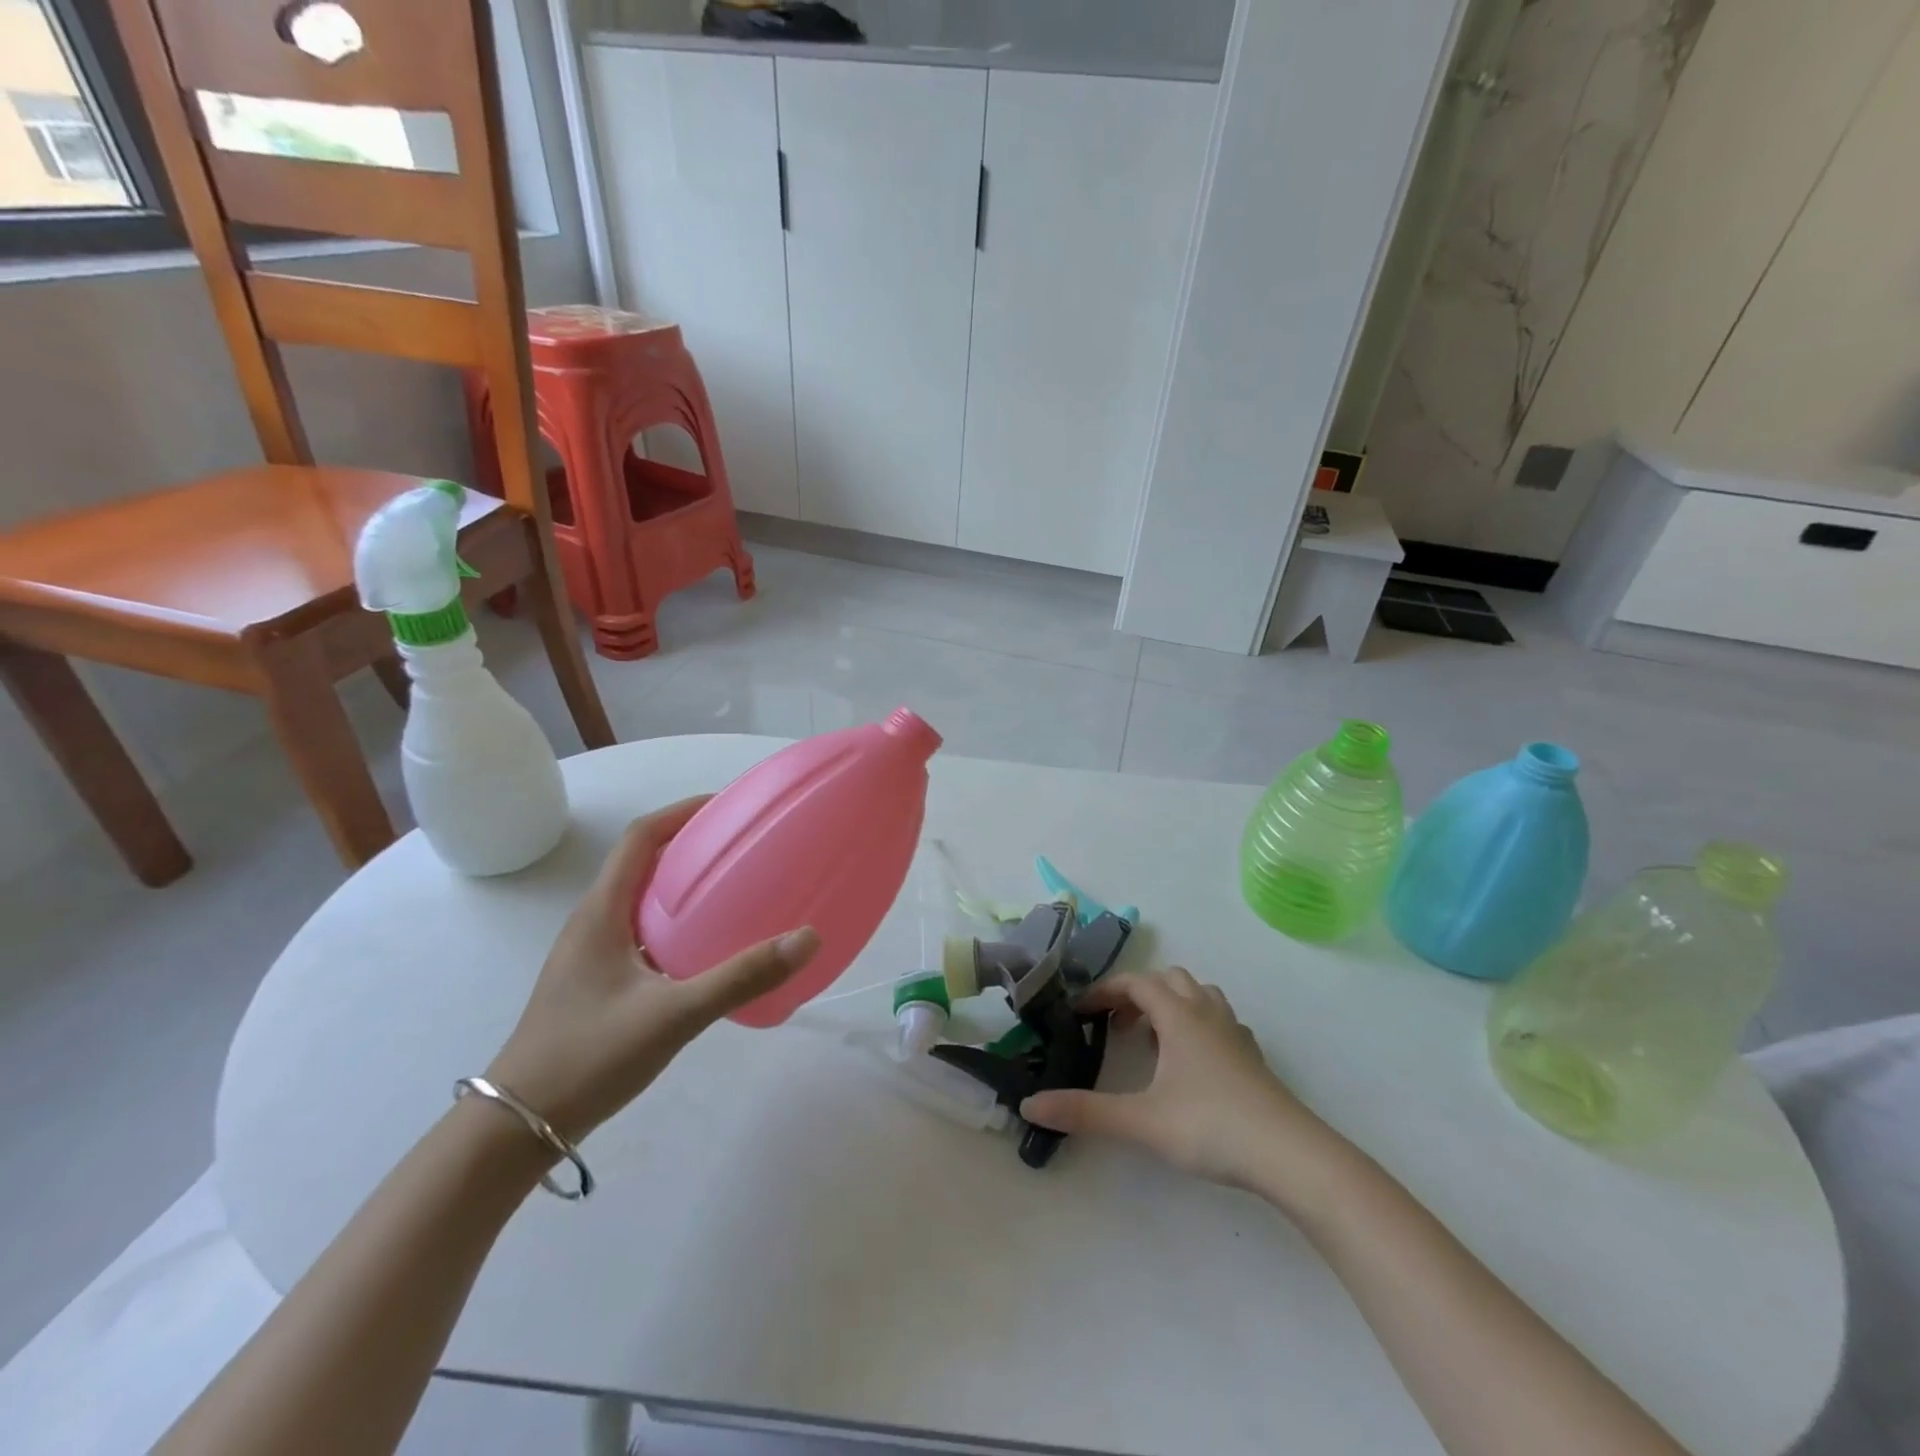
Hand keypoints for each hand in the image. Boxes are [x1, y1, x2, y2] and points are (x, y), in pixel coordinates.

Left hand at [485, 798, 819, 1141]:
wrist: (517, 1127)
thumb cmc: (588, 1057)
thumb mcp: (672, 1016)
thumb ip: (740, 978)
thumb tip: (807, 938)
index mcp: (602, 913)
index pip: (640, 838)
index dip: (681, 812)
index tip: (727, 806)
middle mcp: (593, 922)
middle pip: (642, 861)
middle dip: (690, 843)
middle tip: (743, 845)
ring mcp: (592, 954)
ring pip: (642, 898)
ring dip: (683, 882)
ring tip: (734, 886)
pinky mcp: (598, 981)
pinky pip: (643, 930)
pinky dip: (677, 921)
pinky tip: (707, 947)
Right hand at [1021, 968, 1348, 1202]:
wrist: (1292, 1156)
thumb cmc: (1212, 1126)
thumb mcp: (1141, 1120)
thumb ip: (1085, 1112)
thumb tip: (1030, 1104)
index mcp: (1179, 1016)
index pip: (1136, 983)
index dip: (1105, 991)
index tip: (1080, 1012)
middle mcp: (1207, 1014)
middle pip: (1169, 980)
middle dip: (1138, 993)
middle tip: (1117, 1025)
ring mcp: (1235, 1034)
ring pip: (1200, 996)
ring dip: (1171, 1004)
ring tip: (1153, 1038)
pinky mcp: (1253, 1058)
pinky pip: (1220, 1021)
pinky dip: (1198, 1025)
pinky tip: (1193, 1062)